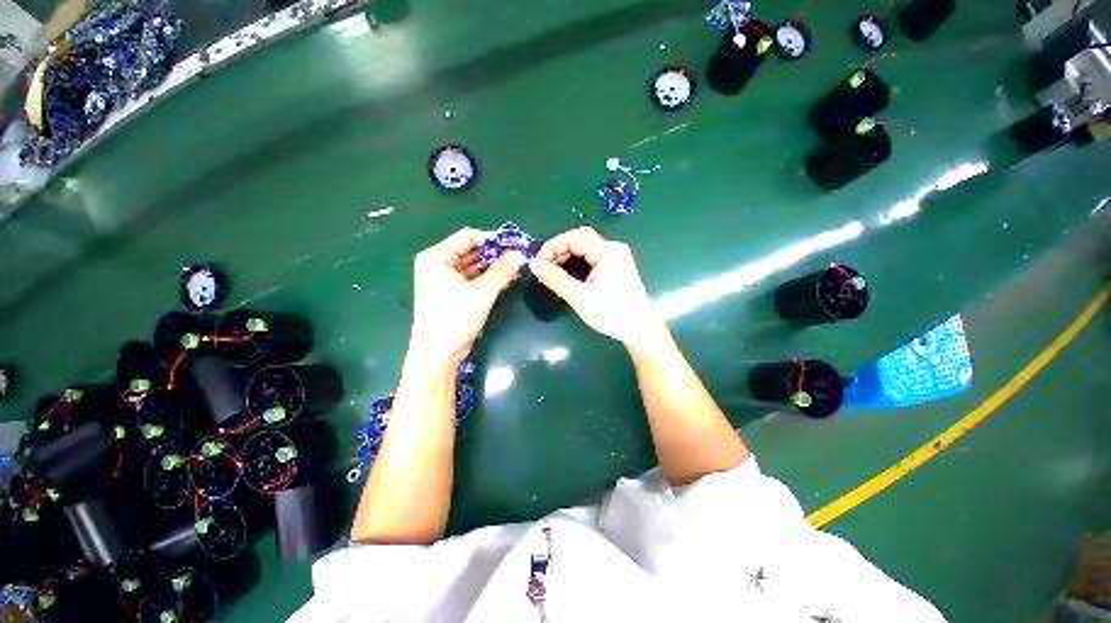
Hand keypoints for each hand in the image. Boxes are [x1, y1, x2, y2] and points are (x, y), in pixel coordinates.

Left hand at [407, 228, 523, 366]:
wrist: (439, 355)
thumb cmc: (454, 320)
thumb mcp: (481, 293)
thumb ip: (502, 271)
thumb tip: (521, 254)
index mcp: (437, 257)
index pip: (468, 237)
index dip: (493, 239)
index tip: (516, 243)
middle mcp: (439, 264)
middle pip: (471, 250)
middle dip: (496, 253)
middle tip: (521, 256)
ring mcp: (446, 279)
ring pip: (475, 265)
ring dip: (495, 266)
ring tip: (518, 266)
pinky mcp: (454, 292)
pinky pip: (474, 278)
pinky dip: (490, 278)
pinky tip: (508, 279)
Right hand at [529, 227, 665, 349]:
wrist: (640, 330)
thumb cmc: (612, 313)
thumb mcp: (580, 297)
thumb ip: (556, 279)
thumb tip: (533, 264)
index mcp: (607, 251)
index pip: (573, 238)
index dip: (552, 247)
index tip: (537, 264)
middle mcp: (613, 249)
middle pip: (580, 239)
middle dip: (559, 250)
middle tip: (544, 267)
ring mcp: (616, 258)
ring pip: (585, 249)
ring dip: (567, 257)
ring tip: (553, 273)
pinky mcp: (616, 268)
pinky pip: (591, 258)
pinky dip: (577, 264)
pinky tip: (568, 276)